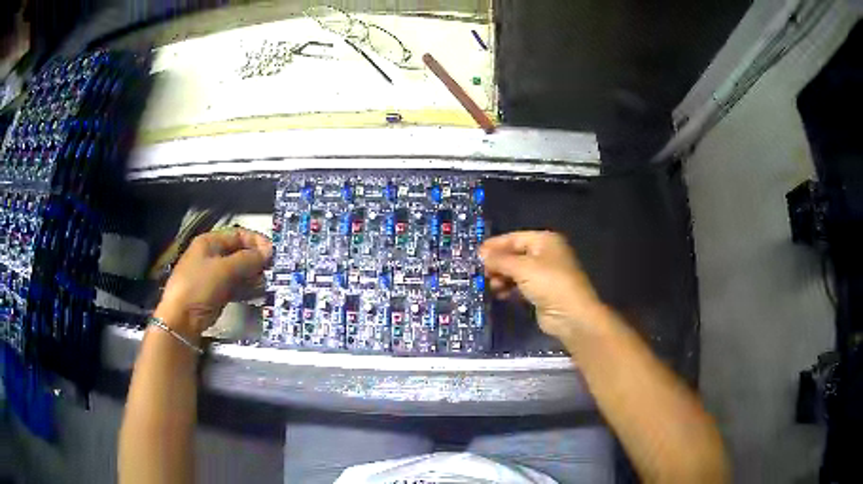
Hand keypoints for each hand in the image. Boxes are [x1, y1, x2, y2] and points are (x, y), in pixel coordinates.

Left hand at [155, 228, 271, 339]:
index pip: (238, 235)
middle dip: (256, 260)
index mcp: (209, 242)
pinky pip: (236, 286)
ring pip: (239, 271)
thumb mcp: (223, 270)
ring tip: (267, 282)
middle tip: (272, 270)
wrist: (182, 318)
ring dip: (253, 275)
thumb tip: (269, 251)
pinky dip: (247, 288)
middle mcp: (212, 255)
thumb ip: (247, 259)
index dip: (256, 241)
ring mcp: (214, 275)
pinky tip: (258, 292)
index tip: (273, 252)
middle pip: (240, 252)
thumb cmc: (199, 286)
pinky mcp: (218, 292)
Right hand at [480, 231, 603, 340]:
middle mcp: (545, 254)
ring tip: (490, 286)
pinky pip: (520, 286)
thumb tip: (481, 255)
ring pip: (516, 271)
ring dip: (502, 277)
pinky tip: (499, 294)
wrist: (571, 315)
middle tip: (481, 272)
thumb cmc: (549, 283)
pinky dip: (509, 288)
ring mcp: (544, 274)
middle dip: (498, 263)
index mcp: (545, 241)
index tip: (476, 254)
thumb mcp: (522, 268)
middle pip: (515, 254)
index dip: (495, 245)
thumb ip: (500, 260)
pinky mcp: (541, 292)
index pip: (515, 238)